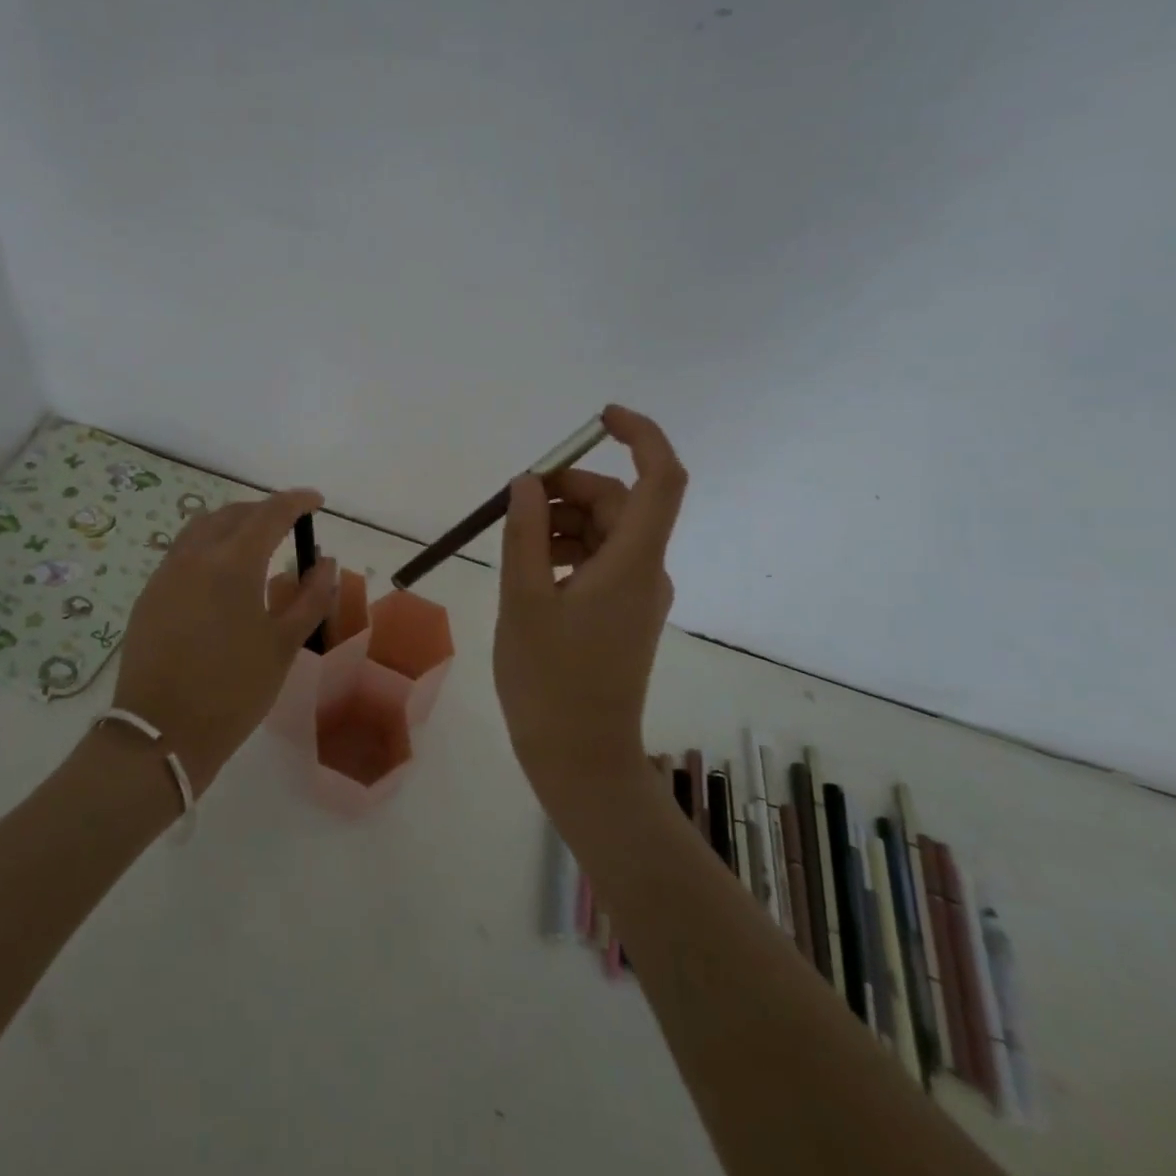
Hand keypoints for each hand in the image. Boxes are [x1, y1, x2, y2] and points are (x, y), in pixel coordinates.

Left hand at [109, 489, 336, 791]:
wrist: (160, 733)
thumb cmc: (234, 689)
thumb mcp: (284, 644)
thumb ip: (310, 597)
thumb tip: (326, 561)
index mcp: (233, 562)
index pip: (270, 513)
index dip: (297, 501)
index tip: (317, 501)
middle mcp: (195, 555)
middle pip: (233, 514)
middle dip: (264, 511)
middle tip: (288, 524)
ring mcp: (166, 573)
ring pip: (202, 527)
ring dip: (232, 524)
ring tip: (255, 543)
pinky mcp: (149, 594)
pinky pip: (183, 552)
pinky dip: (208, 546)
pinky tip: (220, 575)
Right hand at [492, 405, 687, 806]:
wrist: (580, 757)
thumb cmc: (549, 679)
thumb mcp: (523, 598)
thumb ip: (525, 533)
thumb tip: (528, 483)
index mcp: (633, 562)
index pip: (661, 477)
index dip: (640, 435)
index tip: (598, 419)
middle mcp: (648, 571)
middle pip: (620, 503)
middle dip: (569, 490)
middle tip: (516, 503)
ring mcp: (639, 594)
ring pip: (606, 532)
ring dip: (563, 523)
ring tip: (514, 545)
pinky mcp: (625, 613)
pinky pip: (600, 561)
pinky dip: (567, 551)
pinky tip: (530, 571)